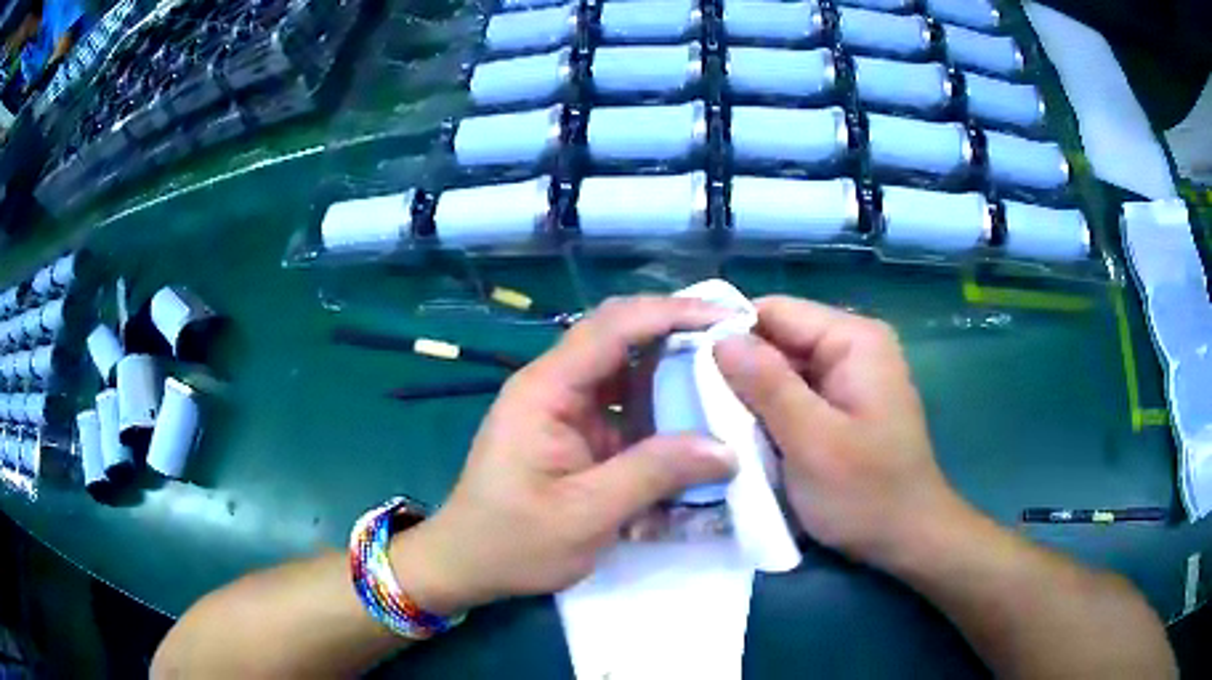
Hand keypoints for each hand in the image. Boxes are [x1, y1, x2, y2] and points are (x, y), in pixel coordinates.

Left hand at [394, 297, 737, 614]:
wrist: (468, 563)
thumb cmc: (513, 541)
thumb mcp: (585, 514)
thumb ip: (653, 475)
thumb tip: (726, 448)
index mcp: (546, 389)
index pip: (613, 327)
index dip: (672, 313)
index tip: (726, 321)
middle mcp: (555, 384)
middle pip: (620, 336)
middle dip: (677, 333)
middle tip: (735, 344)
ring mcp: (565, 406)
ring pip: (626, 369)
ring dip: (672, 370)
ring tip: (727, 377)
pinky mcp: (575, 430)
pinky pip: (623, 404)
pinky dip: (659, 406)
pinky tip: (693, 419)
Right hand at [714, 296, 962, 568]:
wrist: (907, 538)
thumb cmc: (866, 493)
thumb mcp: (812, 441)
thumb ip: (768, 385)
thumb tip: (717, 337)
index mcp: (853, 340)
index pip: (776, 311)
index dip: (729, 332)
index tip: (683, 364)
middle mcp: (851, 347)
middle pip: (777, 339)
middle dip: (737, 369)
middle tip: (690, 402)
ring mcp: (846, 377)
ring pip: (780, 370)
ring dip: (748, 396)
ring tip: (707, 421)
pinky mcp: (839, 405)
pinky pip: (792, 395)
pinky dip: (766, 413)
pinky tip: (740, 436)